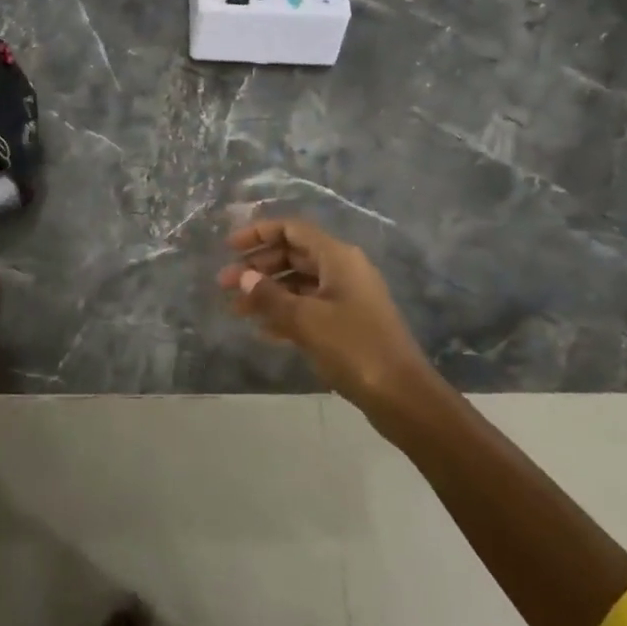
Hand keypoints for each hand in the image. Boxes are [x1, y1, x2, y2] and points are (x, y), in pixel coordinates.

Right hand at [218, 218, 435, 414]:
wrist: (402, 395)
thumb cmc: (354, 347)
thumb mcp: (305, 319)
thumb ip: (269, 295)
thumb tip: (243, 276)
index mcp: (337, 257)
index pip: (292, 229)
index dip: (258, 233)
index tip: (229, 248)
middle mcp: (343, 270)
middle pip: (293, 255)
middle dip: (257, 266)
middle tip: (224, 284)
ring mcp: (347, 297)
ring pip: (299, 283)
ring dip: (267, 292)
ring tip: (235, 310)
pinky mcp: (348, 324)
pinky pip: (309, 307)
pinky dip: (284, 313)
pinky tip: (262, 330)